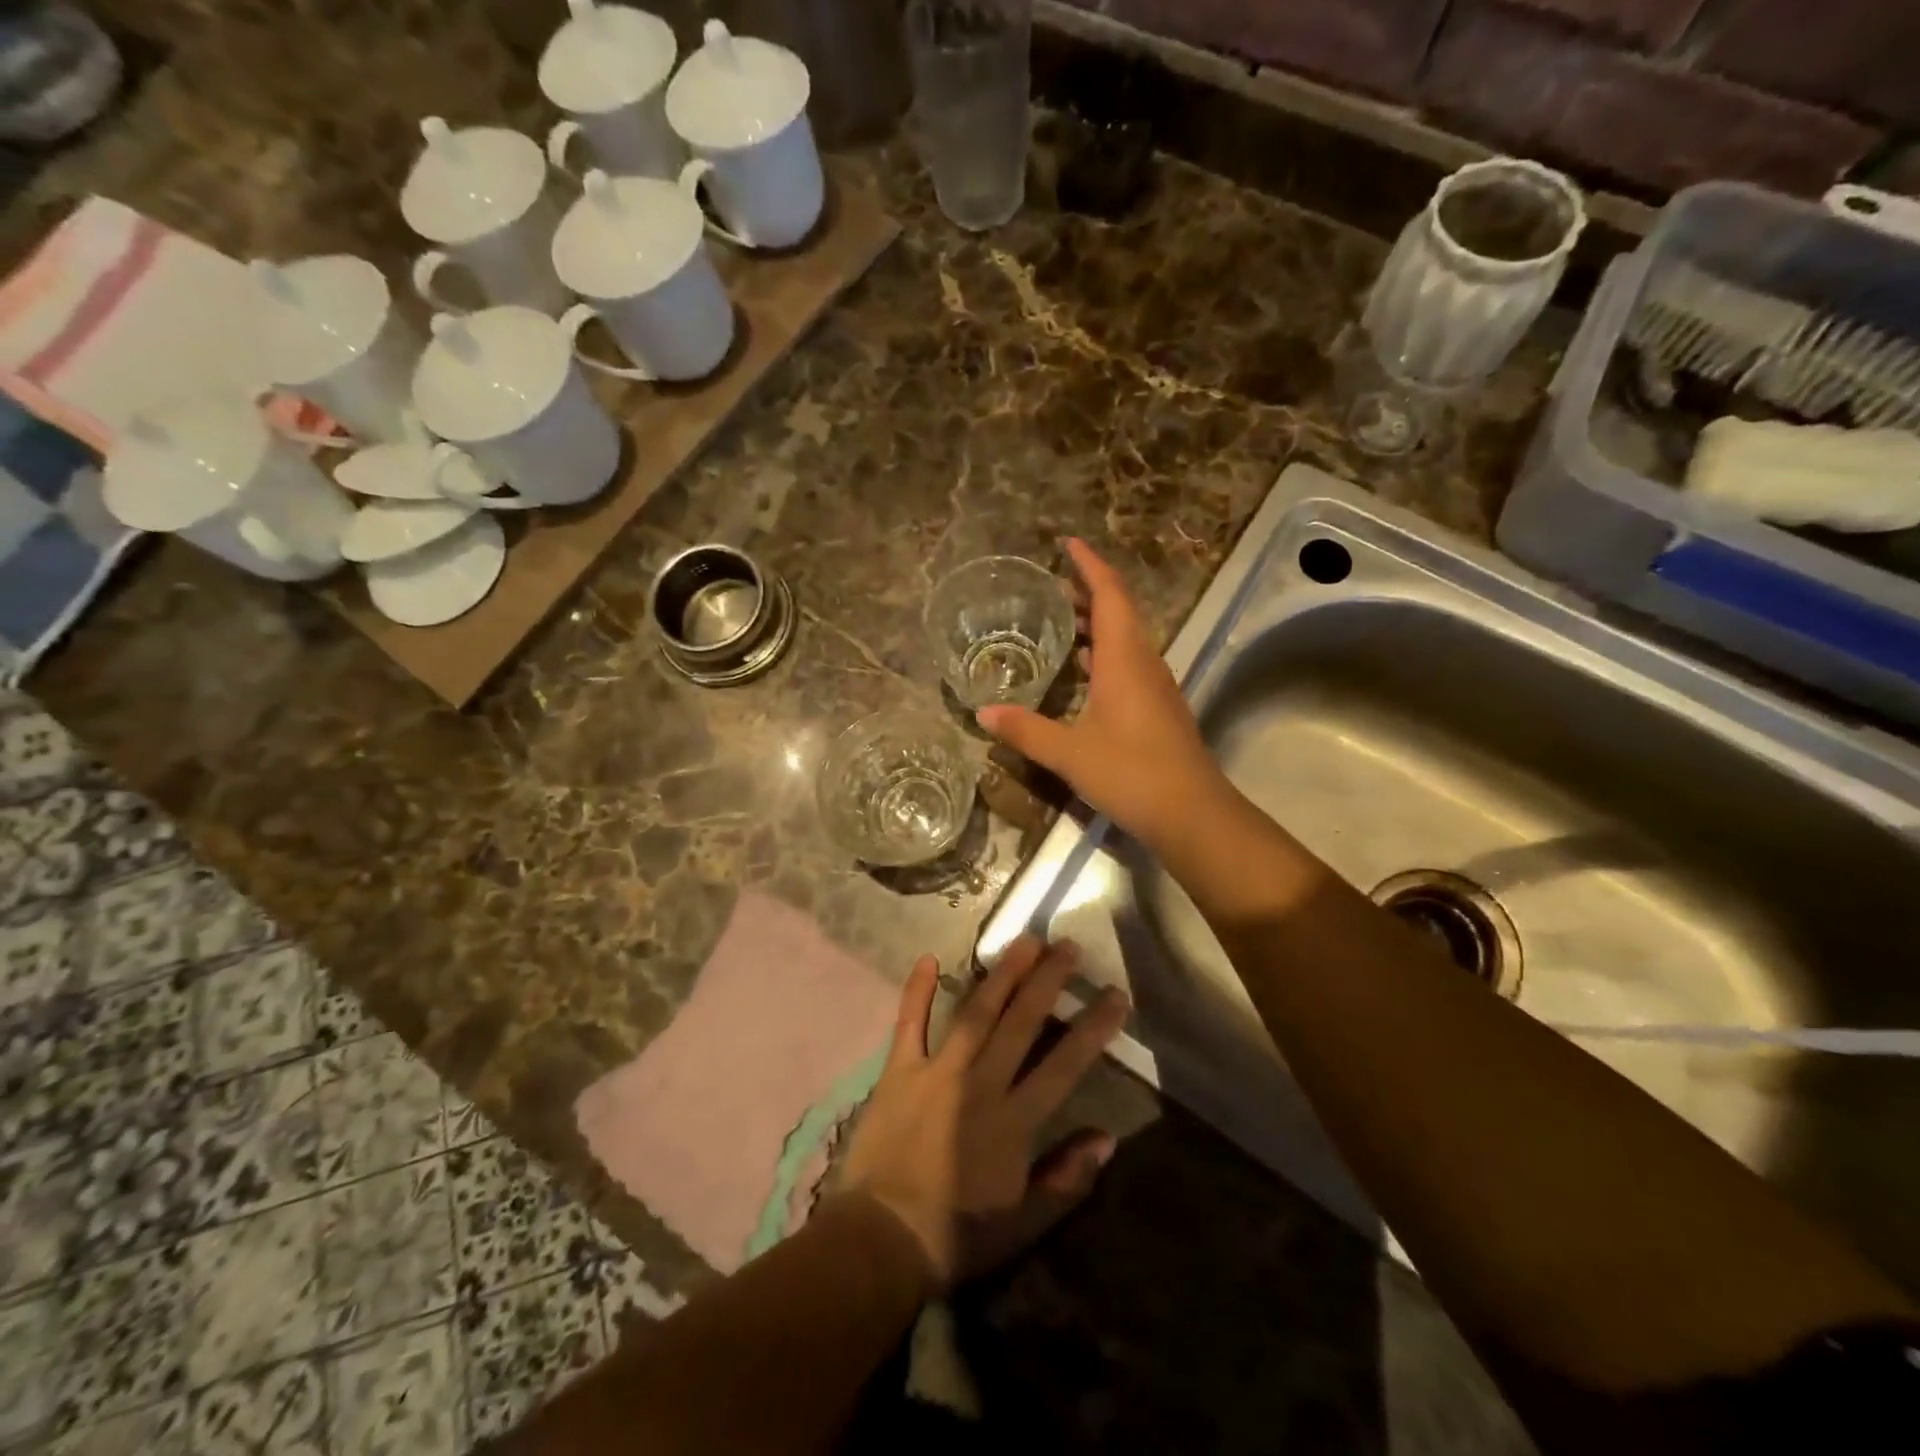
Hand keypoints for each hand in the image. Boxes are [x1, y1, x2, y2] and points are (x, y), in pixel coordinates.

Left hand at [839, 937, 1129, 1289]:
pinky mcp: (899, 1070)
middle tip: (1068, 946)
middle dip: (1049, 981)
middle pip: (1021, 1023)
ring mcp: (937, 1071)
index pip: (1064, 1065)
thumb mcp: (1024, 1221)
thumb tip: (1107, 1138)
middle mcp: (980, 1084)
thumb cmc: (957, 1235)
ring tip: (1025, 941)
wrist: (881, 1240)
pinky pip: (908, 1022)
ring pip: (976, 1012)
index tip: (1114, 995)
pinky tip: (928, 958)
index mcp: (1014, 1121)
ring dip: (1002, 974)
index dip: (1093, 1028)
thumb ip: (1066, 1178)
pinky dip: (916, 990)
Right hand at [978, 539, 1228, 852]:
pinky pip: (1130, 663)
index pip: (1109, 595)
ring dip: (1098, 623)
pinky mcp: (1158, 709)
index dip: (1089, 566)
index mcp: (1124, 659)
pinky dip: (1104, 652)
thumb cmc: (1130, 773)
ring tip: (1063, 620)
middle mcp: (1144, 663)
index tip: (1068, 544)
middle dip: (1089, 591)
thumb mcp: (1069, 753)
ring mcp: (1156, 686)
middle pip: (1120, 611)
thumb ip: (1025, 730)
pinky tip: (1084, 671)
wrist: (1191, 813)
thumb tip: (982, 714)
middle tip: (1054, 584)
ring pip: (1127, 638)